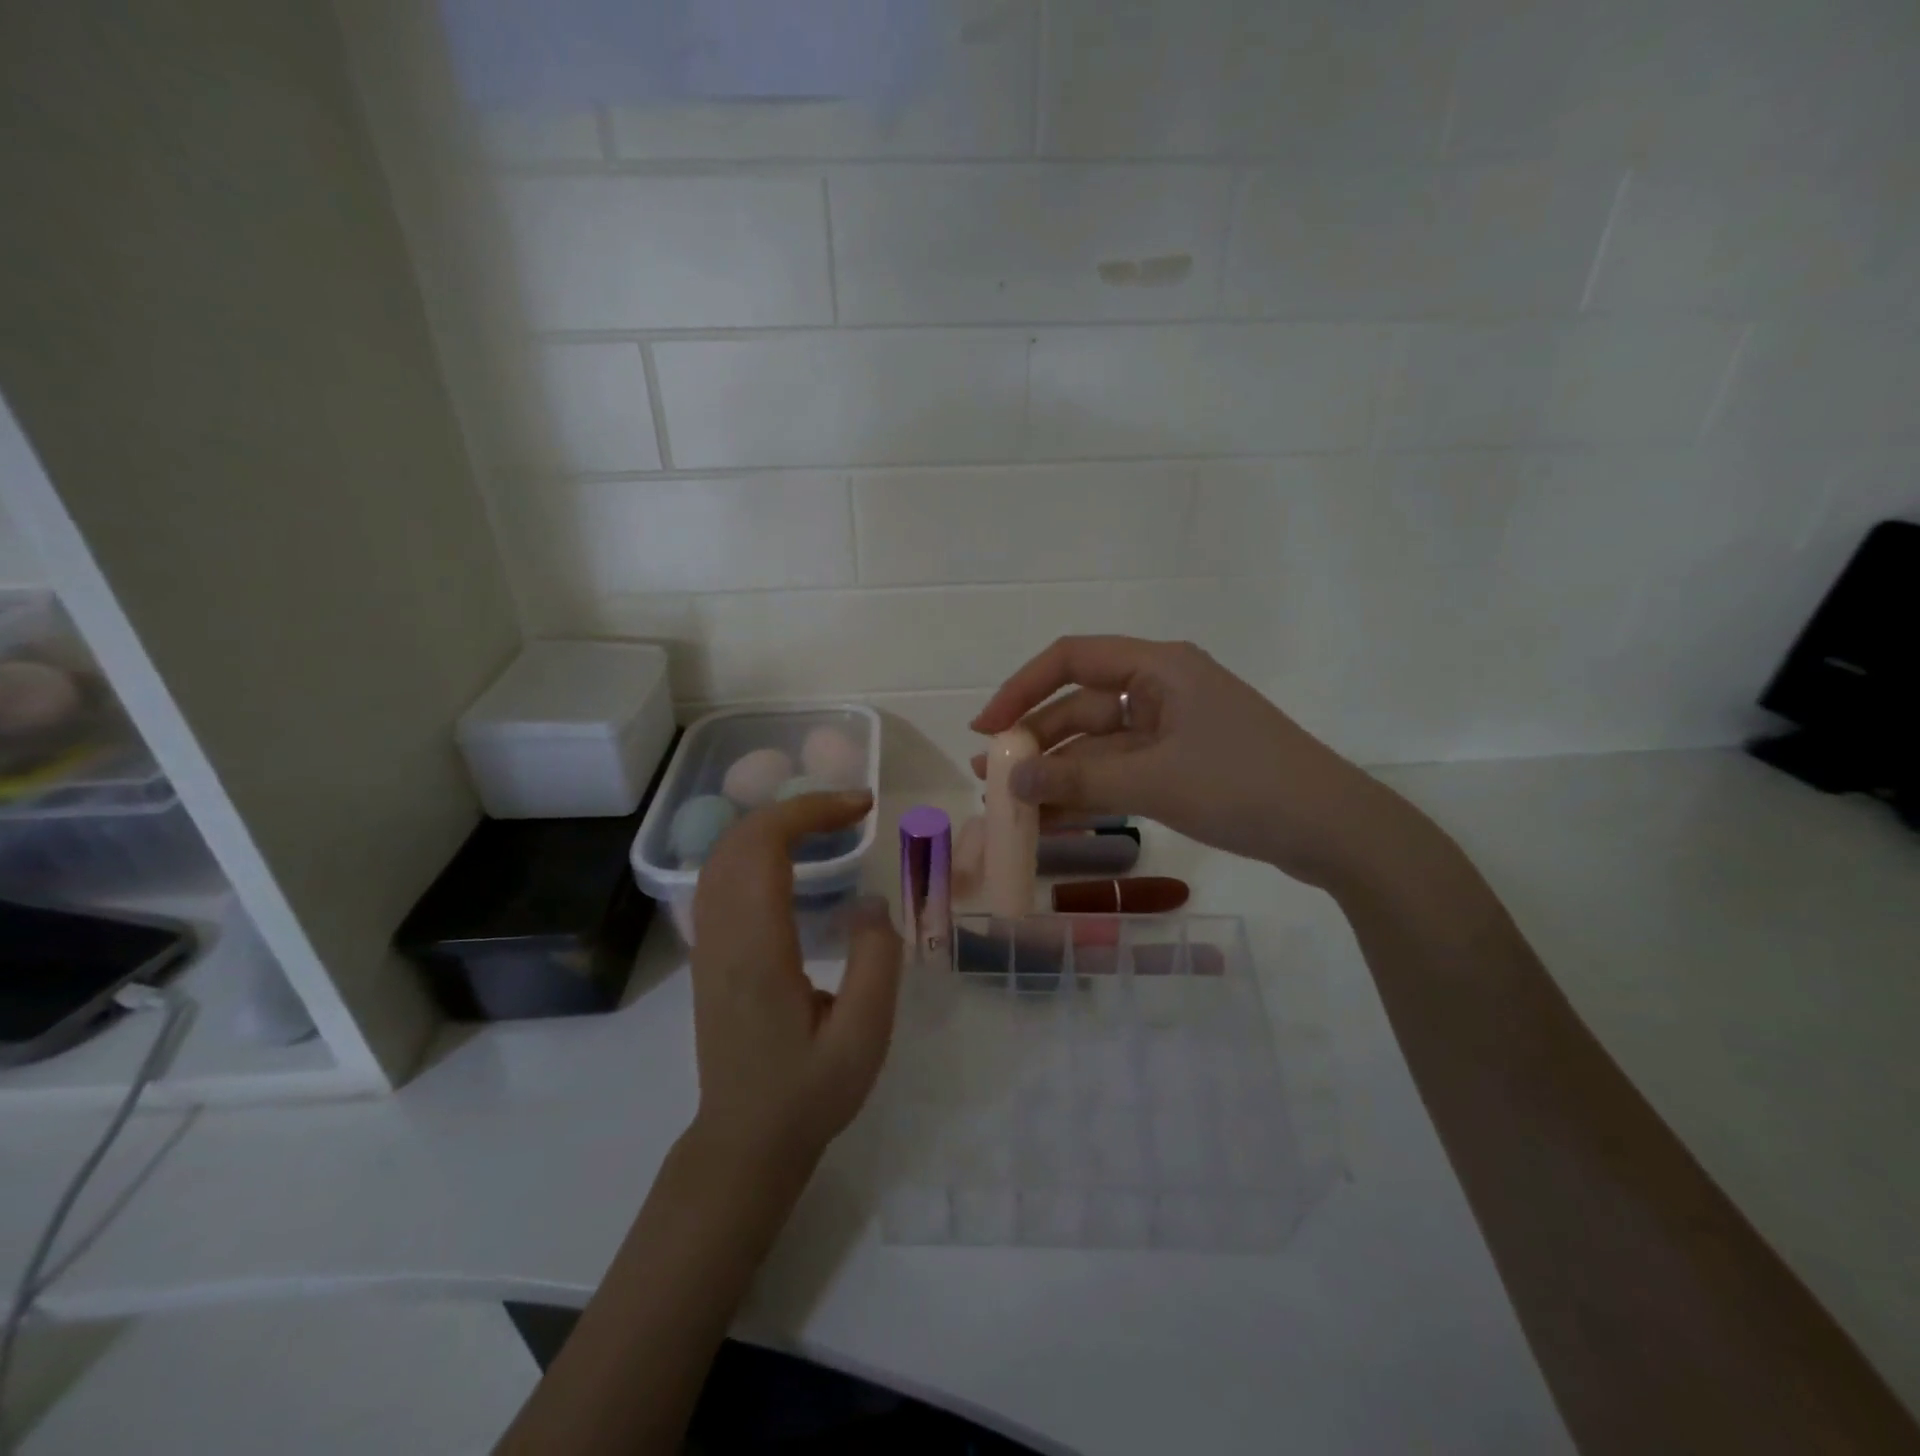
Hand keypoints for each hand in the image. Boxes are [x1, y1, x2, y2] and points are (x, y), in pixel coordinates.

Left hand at [689, 791, 902, 1169]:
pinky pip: (721, 876)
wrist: (744, 1141)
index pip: (765, 847)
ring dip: (773, 823)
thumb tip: (871, 900)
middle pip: (739, 838)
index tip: (861, 807)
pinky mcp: (708, 952)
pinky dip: (756, 847)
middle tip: (852, 810)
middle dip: (795, 807)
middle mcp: (721, 935)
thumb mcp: (864, 1036)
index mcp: (757, 949)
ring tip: (828, 824)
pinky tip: (791, 858)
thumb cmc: (808, 1093)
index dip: (810, 810)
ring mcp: (707, 943)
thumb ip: (876, 961)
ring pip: (723, 853)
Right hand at [972, 636, 1391, 886]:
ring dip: (1059, 775)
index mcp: (1158, 668)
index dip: (1021, 689)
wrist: (1333, 830)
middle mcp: (1161, 689)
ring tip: (1013, 808)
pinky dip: (1090, 793)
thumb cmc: (1243, 786)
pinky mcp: (1182, 765)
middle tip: (992, 779)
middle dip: (1036, 743)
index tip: (987, 728)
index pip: (1072, 659)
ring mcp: (1172, 729)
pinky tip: (1054, 822)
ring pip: (1099, 746)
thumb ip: (1077, 780)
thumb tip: (1009, 780)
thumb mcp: (1153, 780)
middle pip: (1081, 708)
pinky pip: (1121, 772)